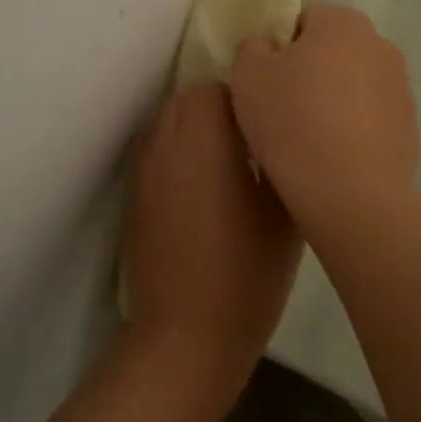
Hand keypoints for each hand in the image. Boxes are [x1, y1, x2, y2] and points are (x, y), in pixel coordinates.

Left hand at [122, 81, 300, 404]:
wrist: (185, 334)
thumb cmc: (247, 274)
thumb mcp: (285, 215)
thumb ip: (282, 160)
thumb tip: (281, 133)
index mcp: (206, 140)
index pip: (217, 87)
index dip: (246, 97)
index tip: (270, 123)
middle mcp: (167, 143)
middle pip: (188, 99)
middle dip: (220, 107)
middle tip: (253, 141)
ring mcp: (145, 170)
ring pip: (169, 123)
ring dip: (197, 129)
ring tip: (230, 163)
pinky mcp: (136, 196)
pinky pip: (158, 152)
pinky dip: (180, 154)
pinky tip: (205, 191)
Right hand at [228, 4, 419, 241]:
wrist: (349, 193)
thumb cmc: (292, 121)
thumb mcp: (248, 75)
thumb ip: (252, 48)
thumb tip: (265, 48)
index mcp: (343, 23)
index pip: (304, 19)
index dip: (280, 47)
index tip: (266, 79)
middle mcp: (381, 45)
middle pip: (332, 50)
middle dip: (310, 71)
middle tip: (282, 107)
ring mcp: (401, 88)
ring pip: (353, 84)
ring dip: (334, 99)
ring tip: (307, 137)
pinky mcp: (409, 128)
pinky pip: (370, 118)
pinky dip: (353, 129)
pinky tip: (332, 156)